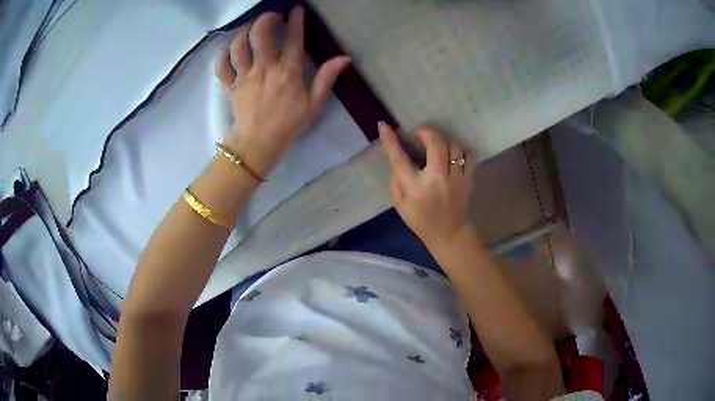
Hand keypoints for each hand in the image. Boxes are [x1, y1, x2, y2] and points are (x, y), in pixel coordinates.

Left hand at [214, 6, 350, 174]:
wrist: (258, 144)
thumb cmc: (288, 124)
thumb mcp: (315, 104)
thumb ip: (327, 79)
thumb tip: (344, 58)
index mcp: (288, 73)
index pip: (293, 40)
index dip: (295, 21)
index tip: (295, 9)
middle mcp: (265, 69)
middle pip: (260, 35)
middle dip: (265, 19)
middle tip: (272, 17)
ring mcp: (245, 76)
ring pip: (239, 46)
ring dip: (244, 32)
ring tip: (250, 29)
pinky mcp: (231, 85)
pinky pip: (222, 67)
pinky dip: (222, 55)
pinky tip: (228, 49)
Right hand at [379, 122, 473, 248]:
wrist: (449, 234)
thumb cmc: (421, 221)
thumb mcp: (400, 205)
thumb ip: (397, 180)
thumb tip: (399, 158)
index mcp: (416, 188)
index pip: (400, 159)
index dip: (390, 141)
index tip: (383, 125)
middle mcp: (437, 179)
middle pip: (435, 143)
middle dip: (424, 131)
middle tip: (417, 133)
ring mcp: (456, 178)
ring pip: (453, 146)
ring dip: (441, 140)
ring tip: (434, 144)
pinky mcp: (467, 178)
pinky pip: (468, 155)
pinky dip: (461, 149)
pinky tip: (452, 153)